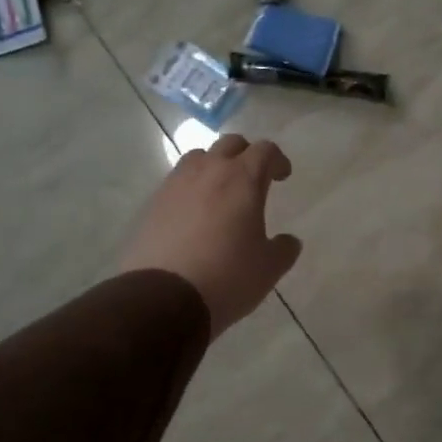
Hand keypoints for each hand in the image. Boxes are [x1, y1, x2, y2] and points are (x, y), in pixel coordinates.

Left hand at [119, 134, 302, 338]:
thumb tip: (289, 240)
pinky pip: (176, 182)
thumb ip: (284, 249)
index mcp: (243, 179)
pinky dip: (190, 188)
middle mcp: (208, 171)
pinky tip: (194, 214)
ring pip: (199, 157)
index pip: (265, 150)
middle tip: (254, 177)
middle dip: (246, 155)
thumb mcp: (269, 268)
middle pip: (230, 144)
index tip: (282, 176)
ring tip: (220, 191)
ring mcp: (175, 184)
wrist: (163, 297)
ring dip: (214, 166)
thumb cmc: (227, 277)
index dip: (277, 160)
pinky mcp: (152, 203)